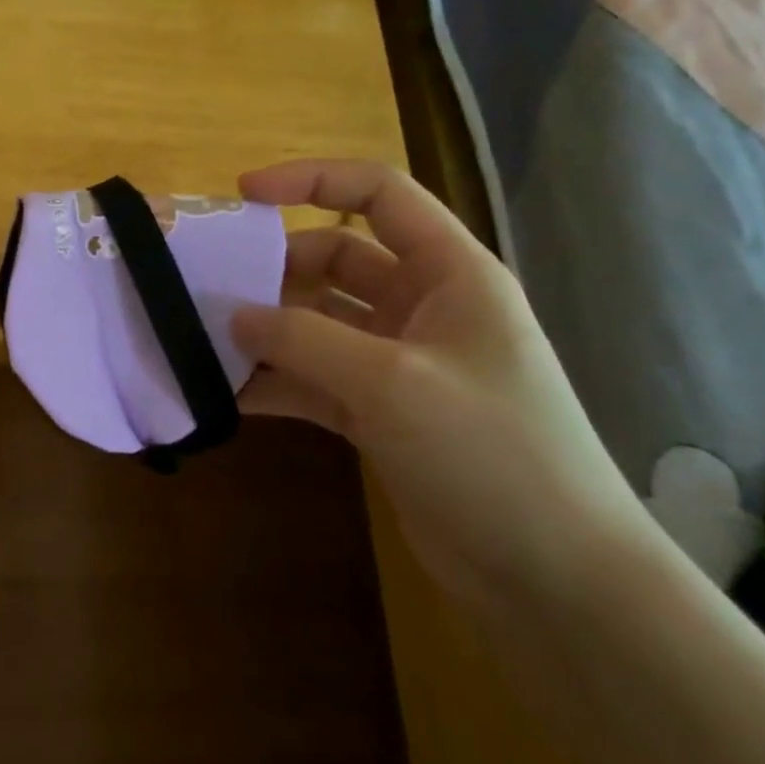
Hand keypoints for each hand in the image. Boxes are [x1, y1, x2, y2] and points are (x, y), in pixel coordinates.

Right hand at [231, 160, 655, 603]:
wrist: (558, 583)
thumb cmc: (492, 455)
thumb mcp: (391, 384)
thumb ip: (304, 339)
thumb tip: (233, 314)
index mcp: (450, 274)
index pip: (378, 194)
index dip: (310, 180)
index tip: (242, 194)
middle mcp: (423, 307)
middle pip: (333, 261)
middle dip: (274, 271)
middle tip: (213, 291)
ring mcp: (399, 362)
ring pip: (317, 323)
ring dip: (267, 331)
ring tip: (206, 343)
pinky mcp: (380, 413)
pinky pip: (314, 378)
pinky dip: (276, 382)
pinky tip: (230, 397)